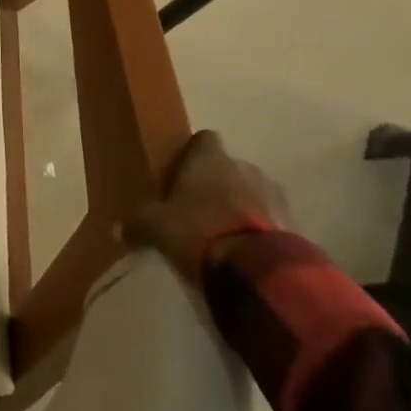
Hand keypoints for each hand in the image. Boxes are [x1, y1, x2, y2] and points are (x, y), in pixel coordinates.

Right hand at [122, 130, 289, 281]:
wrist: (259, 271)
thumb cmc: (199, 232)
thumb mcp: (156, 228)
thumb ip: (138, 223)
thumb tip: (116, 229)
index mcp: (210, 159)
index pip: (204, 139)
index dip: (193, 153)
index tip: (182, 171)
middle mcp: (244, 167)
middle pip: (229, 167)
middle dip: (218, 183)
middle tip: (199, 207)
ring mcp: (274, 194)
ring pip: (253, 192)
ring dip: (242, 205)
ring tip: (225, 232)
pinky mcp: (294, 223)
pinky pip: (271, 219)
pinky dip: (260, 228)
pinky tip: (246, 249)